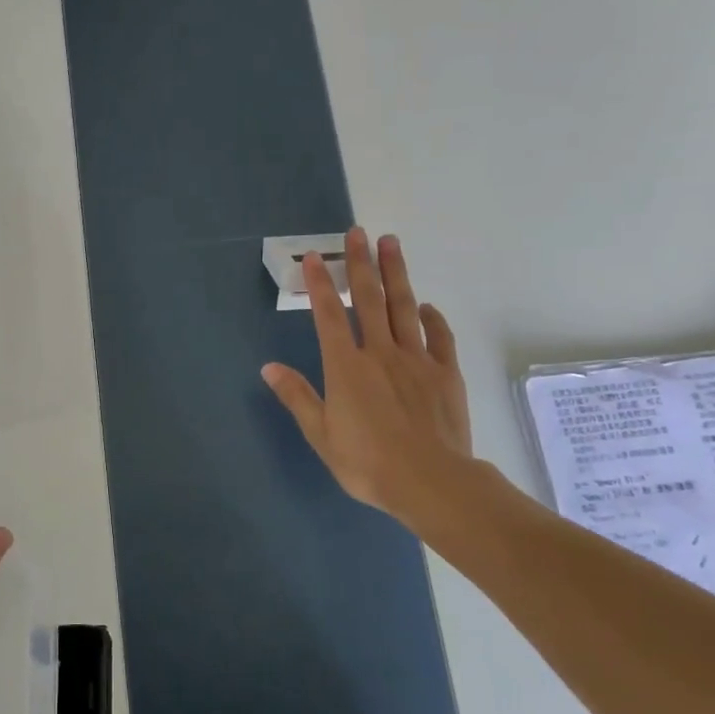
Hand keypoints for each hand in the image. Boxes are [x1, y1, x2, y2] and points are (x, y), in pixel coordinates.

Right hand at [262, 227, 476, 530]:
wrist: (431, 481)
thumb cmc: (367, 462)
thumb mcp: (321, 434)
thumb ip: (297, 396)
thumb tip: (268, 367)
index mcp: (346, 367)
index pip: (328, 315)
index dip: (321, 284)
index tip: (317, 257)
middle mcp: (380, 353)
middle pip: (369, 299)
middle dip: (362, 263)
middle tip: (359, 232)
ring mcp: (416, 360)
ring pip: (404, 308)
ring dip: (396, 274)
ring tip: (391, 243)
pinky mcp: (445, 373)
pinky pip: (438, 337)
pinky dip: (431, 318)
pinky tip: (426, 306)